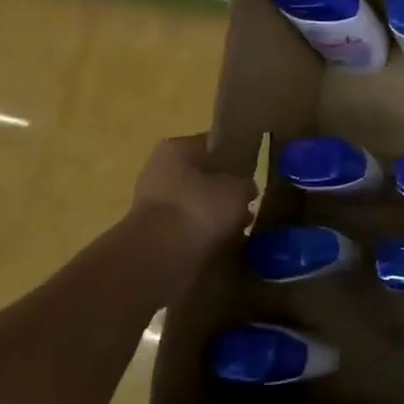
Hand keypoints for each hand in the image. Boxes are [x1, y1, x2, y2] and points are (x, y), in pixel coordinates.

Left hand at [133, 135, 254, 247]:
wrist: (160, 258)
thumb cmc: (200, 208)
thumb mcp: (240, 188)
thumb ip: (246, 183)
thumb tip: (246, 189)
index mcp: (176, 148)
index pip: (212, 145)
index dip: (235, 158)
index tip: (253, 174)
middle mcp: (158, 170)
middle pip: (200, 176)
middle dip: (222, 191)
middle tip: (247, 204)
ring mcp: (150, 204)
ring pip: (193, 204)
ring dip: (212, 216)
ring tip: (239, 229)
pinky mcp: (150, 235)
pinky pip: (185, 229)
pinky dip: (201, 236)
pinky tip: (221, 244)